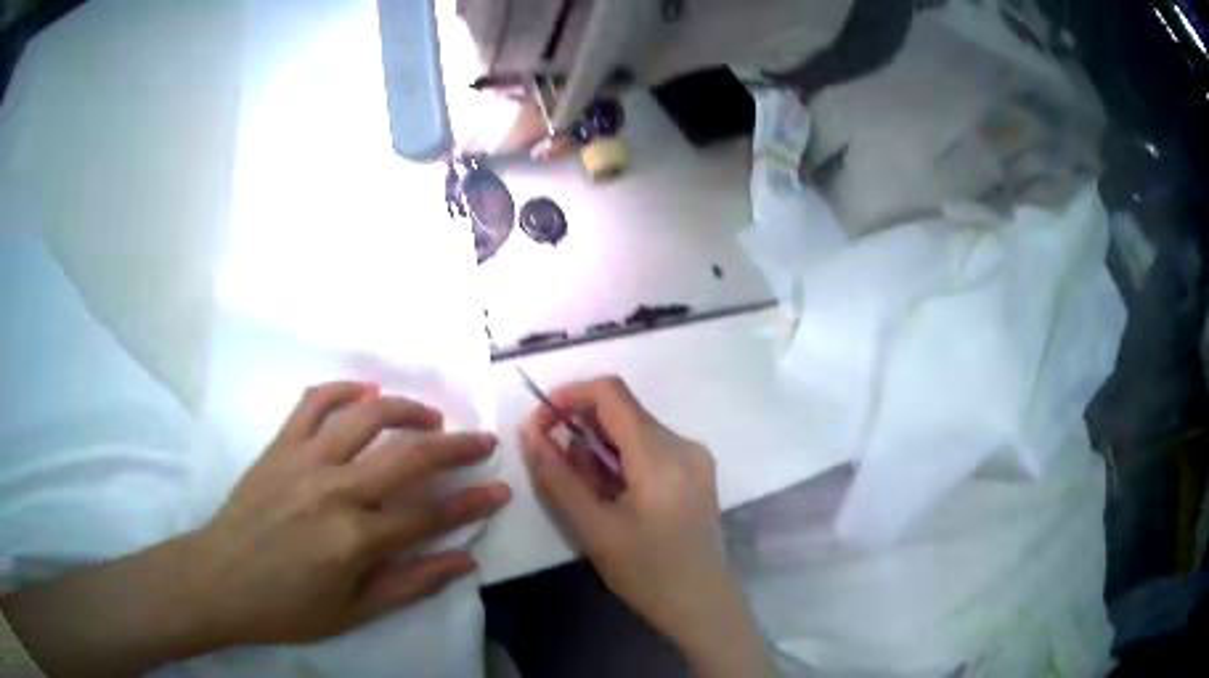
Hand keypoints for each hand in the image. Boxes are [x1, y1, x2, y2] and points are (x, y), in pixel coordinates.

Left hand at [2, 382, 509, 675]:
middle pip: (408, 456)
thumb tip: (463, 561)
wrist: (219, 580)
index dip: (471, 503)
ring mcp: (304, 460)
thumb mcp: (354, 613)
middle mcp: (335, 490)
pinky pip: (314, 403)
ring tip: (431, 414)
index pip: (430, 514)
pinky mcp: (279, 446)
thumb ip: (410, 584)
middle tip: (482, 439)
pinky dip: (343, 389)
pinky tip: (365, 391)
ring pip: (366, 417)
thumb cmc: (287, 607)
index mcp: (355, 539)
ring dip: (406, 409)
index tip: (500, 490)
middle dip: (455, 445)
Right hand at [519, 377, 777, 676]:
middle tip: (564, 476)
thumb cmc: (646, 573)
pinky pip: (651, 447)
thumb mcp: (593, 528)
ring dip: (601, 450)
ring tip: (593, 497)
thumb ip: (557, 476)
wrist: (701, 605)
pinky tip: (616, 498)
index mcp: (662, 456)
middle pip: (622, 412)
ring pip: (634, 430)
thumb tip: (530, 430)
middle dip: (582, 432)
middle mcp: (684, 444)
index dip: (569, 396)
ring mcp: (695, 456)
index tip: (540, 424)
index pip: (611, 393)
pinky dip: (622, 461)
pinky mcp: (697, 470)